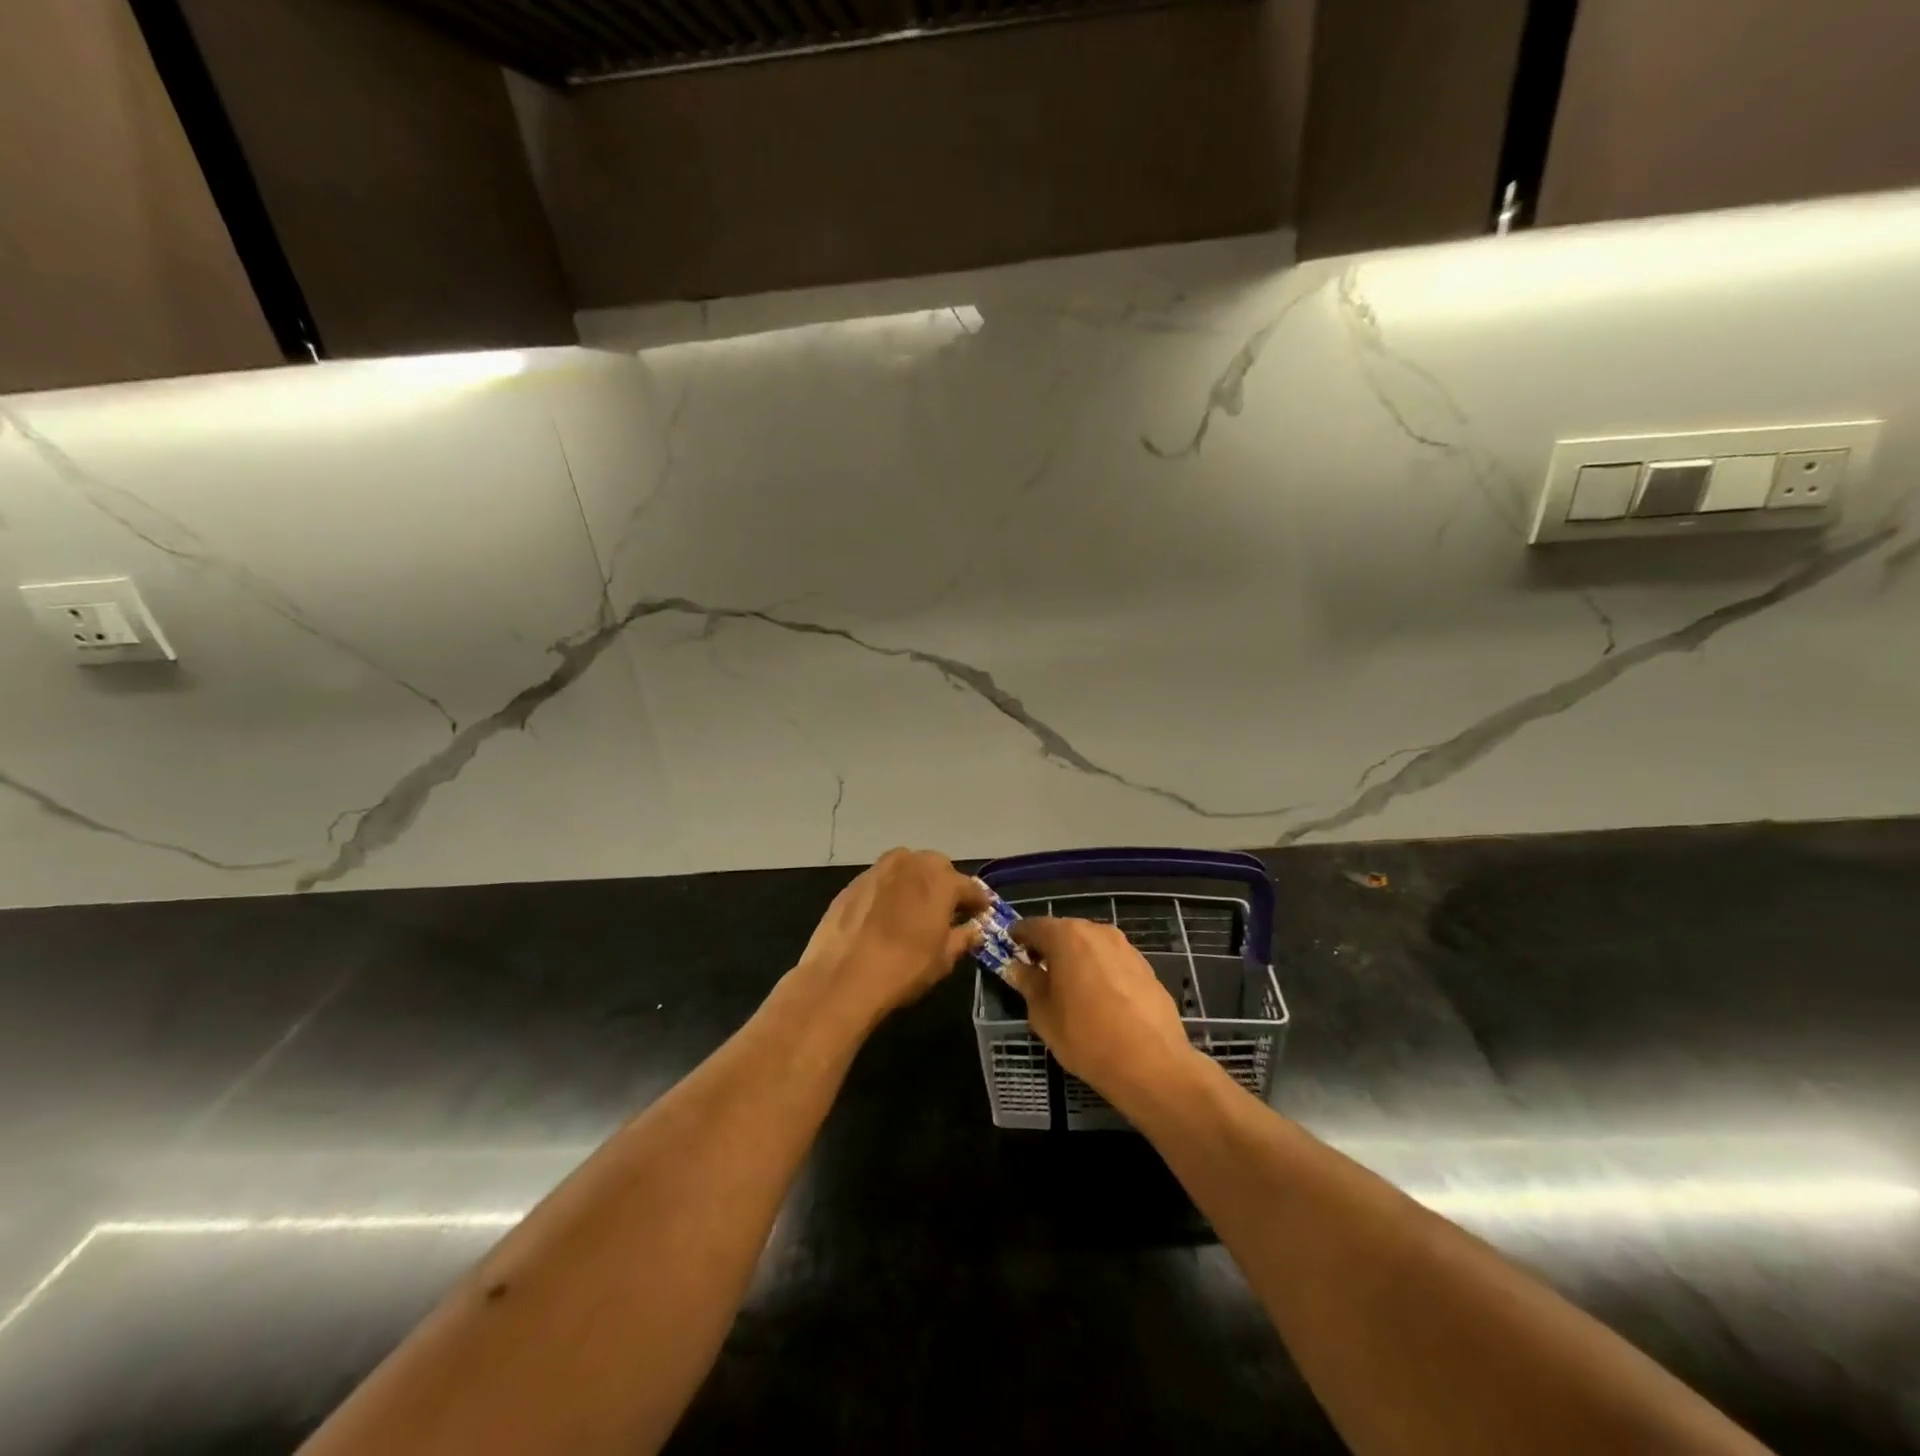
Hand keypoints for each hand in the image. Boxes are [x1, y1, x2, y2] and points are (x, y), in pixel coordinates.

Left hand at [792, 848, 987, 1026]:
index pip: (969, 886)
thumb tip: (973, 930)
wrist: (842, 977)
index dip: (977, 901)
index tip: (981, 912)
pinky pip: (881, 881)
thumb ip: (962, 938)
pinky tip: (885, 916)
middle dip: (944, 884)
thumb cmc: (904, 967)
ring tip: (915, 909)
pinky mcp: (853, 883)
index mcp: (940, 879)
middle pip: (936, 867)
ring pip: (906, 868)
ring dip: (915, 883)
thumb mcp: (943, 959)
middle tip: (946, 910)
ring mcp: (878, 870)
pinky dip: (889, 892)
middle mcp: (911, 864)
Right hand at [1006, 917, 1197, 1106]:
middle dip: (1049, 949)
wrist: (1152, 1064)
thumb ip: (1028, 984)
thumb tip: (1017, 968)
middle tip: (1037, 974)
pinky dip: (1100, 972)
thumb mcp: (1043, 1014)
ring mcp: (1126, 947)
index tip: (1010, 951)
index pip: (1033, 926)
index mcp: (1067, 936)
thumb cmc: (1086, 1037)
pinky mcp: (1146, 966)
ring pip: (1090, 946)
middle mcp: (1097, 931)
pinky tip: (1100, 1001)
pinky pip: (1112, 962)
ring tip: (1069, 991)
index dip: (1018, 937)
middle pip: (1064, 932)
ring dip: (1076, 960)